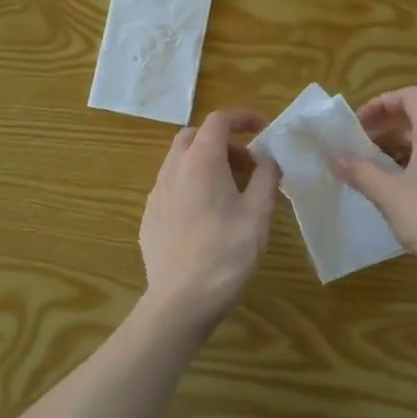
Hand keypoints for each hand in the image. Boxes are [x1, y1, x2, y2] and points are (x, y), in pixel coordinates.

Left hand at [137, 108, 280, 335]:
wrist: (180, 300)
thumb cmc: (226, 253)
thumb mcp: (258, 214)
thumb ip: (266, 178)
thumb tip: (268, 159)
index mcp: (201, 161)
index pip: (218, 119)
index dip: (242, 117)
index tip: (263, 128)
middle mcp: (173, 169)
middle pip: (195, 136)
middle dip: (222, 141)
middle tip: (247, 164)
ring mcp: (156, 193)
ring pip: (180, 161)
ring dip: (206, 163)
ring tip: (231, 192)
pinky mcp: (148, 216)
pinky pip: (171, 187)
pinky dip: (191, 186)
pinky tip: (206, 216)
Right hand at [338, 87, 416, 315]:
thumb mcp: (389, 196)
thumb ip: (361, 172)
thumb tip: (338, 159)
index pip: (410, 96)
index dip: (381, 104)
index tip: (359, 125)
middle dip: (389, 129)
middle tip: (363, 149)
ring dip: (406, 148)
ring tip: (382, 171)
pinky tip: (411, 192)